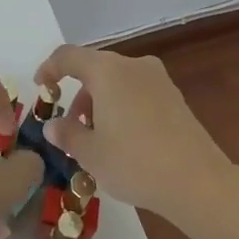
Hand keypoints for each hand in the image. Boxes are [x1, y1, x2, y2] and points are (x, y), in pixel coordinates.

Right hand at [35, 45, 232, 218]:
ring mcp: (158, 79)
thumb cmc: (135, 162)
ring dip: (100, 102)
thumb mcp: (91, 154)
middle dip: (78, 94)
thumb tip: (53, 126)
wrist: (198, 182)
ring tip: (97, 139)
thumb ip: (67, 135)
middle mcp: (133, 66)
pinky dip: (122, 107)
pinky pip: (137, 92)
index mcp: (107, 71)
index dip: (49, 69)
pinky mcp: (175, 97)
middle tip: (71, 128)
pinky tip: (124, 140)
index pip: (68, 56)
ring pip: (117, 81)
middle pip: (95, 69)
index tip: (41, 88)